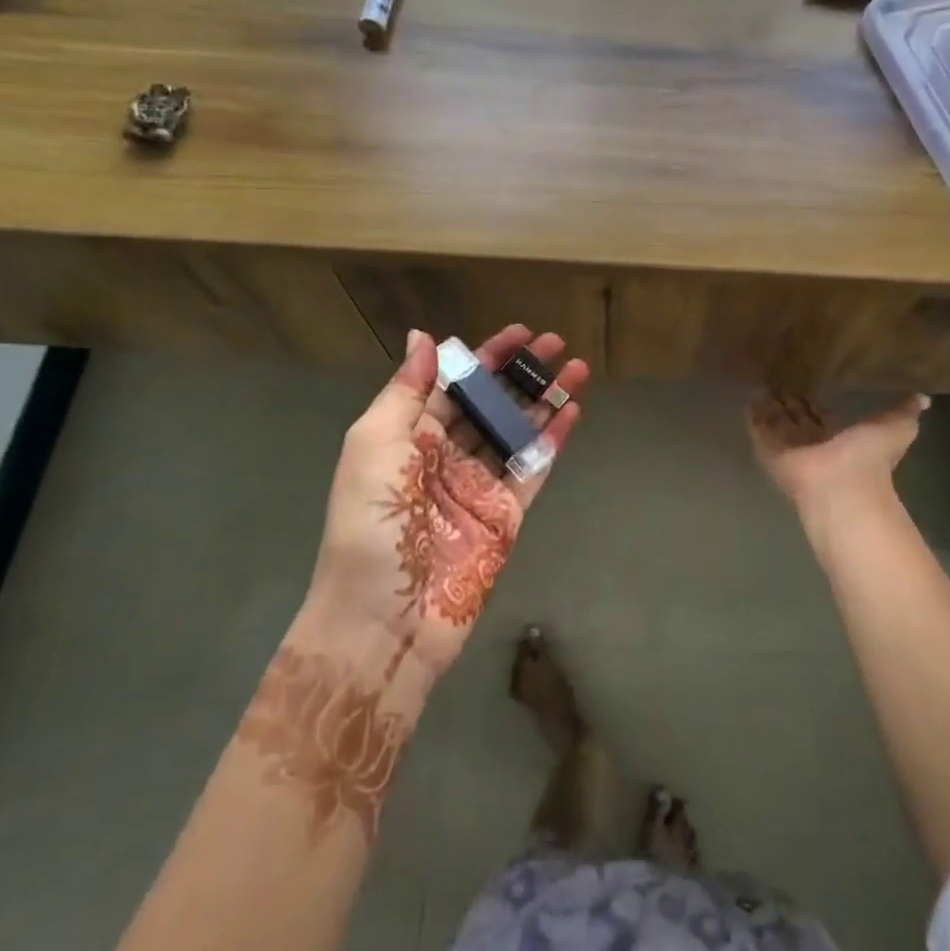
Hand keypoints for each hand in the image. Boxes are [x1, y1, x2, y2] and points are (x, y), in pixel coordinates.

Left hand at [305, 324, 586, 682]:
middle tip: (556, 343)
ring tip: (577, 369)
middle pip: (490, 403)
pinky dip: (553, 440)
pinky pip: (533, 468)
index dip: (484, 357)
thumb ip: (405, 391)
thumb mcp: (373, 446)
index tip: (518, 332)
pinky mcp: (506, 515)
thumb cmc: (372, 523)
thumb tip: (423, 337)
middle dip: (521, 372)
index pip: (453, 384)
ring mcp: (479, 485)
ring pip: (518, 431)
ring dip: (545, 399)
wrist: (384, 618)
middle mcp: (446, 455)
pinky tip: (573, 413)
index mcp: (409, 436)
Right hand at [747, 392, 928, 523]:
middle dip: (790, 401)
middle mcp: (814, 443)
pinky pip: (759, 431)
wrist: (841, 488)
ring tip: (760, 382)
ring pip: (778, 423)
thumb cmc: (869, 459)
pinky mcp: (770, 453)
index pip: (823, 416)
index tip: (808, 379)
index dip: (815, 402)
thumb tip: (924, 397)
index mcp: (841, 438)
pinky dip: (753, 416)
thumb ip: (904, 412)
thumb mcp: (896, 428)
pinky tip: (748, 398)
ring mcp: (790, 450)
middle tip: (778, 375)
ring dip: (770, 406)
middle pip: (798, 419)